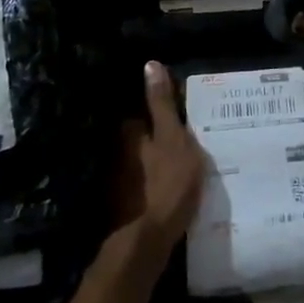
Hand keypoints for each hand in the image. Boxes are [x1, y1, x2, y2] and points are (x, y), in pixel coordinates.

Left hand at [114, 62, 207, 255]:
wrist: (149, 238)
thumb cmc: (167, 181)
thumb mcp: (173, 137)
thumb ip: (162, 104)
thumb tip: (150, 64)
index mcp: (129, 134)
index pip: (140, 112)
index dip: (158, 109)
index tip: (178, 110)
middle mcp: (118, 154)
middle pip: (139, 137)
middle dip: (155, 136)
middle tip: (185, 135)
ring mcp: (120, 181)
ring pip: (141, 161)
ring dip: (156, 159)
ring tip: (183, 160)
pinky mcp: (126, 205)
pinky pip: (143, 184)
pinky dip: (154, 181)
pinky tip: (172, 186)